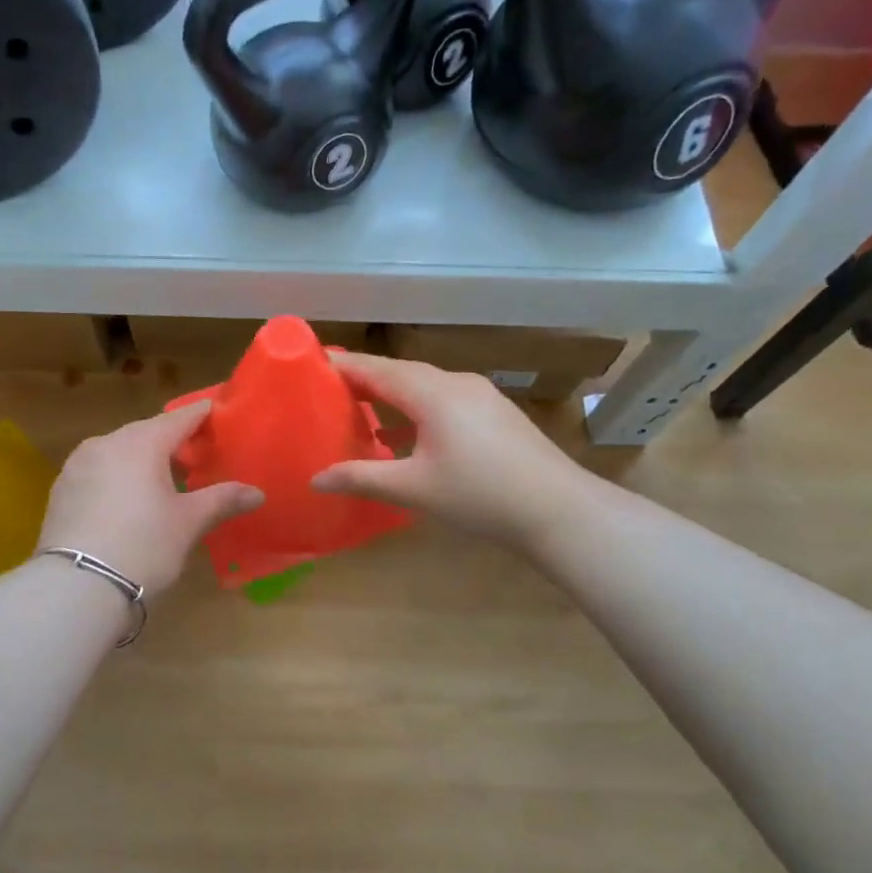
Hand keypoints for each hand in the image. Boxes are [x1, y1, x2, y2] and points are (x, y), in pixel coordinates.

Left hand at [40, 401, 262, 598]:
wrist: (77, 586)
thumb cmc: (143, 546)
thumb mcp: (188, 523)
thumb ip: (222, 500)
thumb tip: (257, 493)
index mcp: (142, 442)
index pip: (180, 418)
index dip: (201, 415)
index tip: (217, 412)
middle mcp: (107, 442)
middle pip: (147, 432)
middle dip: (171, 439)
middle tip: (195, 454)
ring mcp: (78, 464)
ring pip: (119, 450)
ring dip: (141, 458)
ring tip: (162, 479)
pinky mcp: (62, 488)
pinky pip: (99, 470)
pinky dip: (118, 475)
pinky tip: (127, 499)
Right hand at [311, 353, 585, 548]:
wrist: (559, 509)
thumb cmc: (479, 495)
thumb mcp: (414, 489)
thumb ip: (362, 478)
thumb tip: (315, 479)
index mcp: (432, 392)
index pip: (376, 369)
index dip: (343, 365)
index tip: (312, 363)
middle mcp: (456, 383)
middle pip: (401, 372)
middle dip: (365, 377)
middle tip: (330, 387)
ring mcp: (480, 395)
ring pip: (425, 384)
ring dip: (392, 392)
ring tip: (362, 406)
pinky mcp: (495, 412)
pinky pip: (444, 397)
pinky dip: (417, 406)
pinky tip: (407, 431)